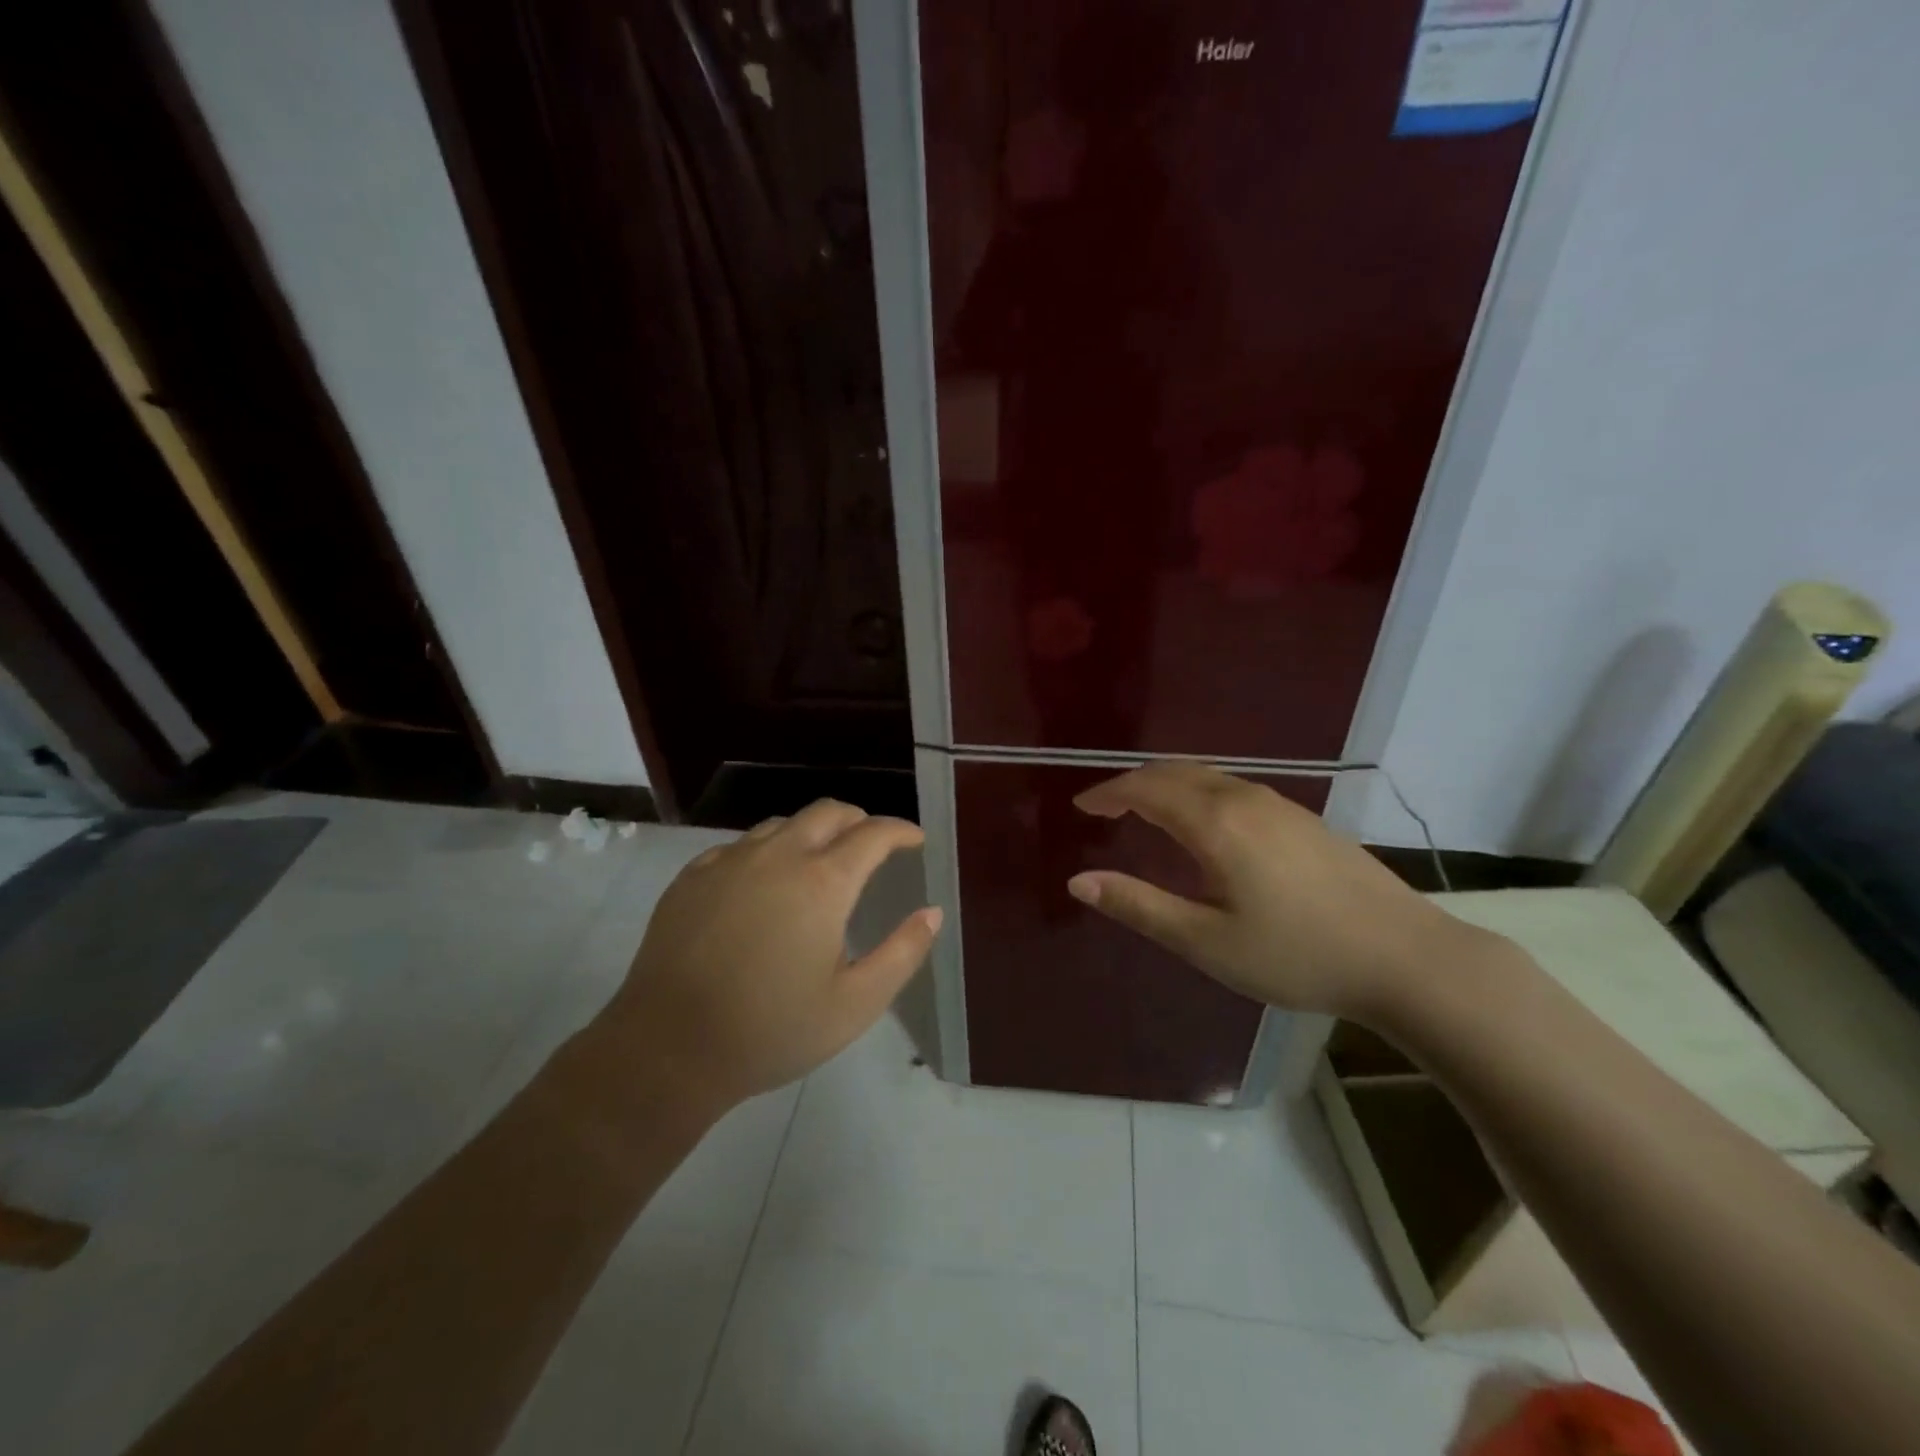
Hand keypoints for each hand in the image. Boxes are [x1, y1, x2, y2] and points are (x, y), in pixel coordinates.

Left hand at [594, 801, 941, 1113]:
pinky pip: (740, 846)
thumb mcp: (855, 1004)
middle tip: (872, 846)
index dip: (900, 831)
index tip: (915, 840)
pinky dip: (766, 851)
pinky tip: (763, 884)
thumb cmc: (771, 1031)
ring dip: (812, 833)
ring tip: (820, 863)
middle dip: (859, 821)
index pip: (873, 834)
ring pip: (782, 824)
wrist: (667, 1050)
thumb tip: (932, 912)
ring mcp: (729, 861)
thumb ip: (903, 952)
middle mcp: (778, 856)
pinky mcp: (692, 877)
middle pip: (828, 812)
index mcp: (822, 882)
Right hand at [1067, 762, 1477, 1020]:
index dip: (1108, 793)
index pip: (1145, 788)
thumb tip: (1079, 880)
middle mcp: (1244, 798)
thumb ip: (1139, 906)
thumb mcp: (1206, 941)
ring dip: (1167, 784)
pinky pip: (1233, 787)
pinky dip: (1198, 791)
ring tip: (1144, 810)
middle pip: (1175, 771)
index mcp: (1215, 822)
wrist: (1406, 957)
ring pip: (1207, 775)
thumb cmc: (1296, 954)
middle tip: (1106, 807)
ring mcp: (1279, 804)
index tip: (1082, 807)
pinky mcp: (1303, 818)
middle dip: (1133, 782)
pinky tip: (1203, 824)